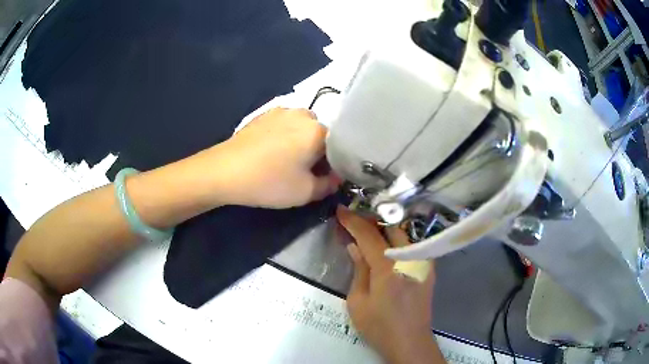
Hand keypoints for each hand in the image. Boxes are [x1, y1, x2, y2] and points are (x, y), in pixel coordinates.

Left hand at [204, 108, 339, 207]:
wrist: (224, 171)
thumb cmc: (269, 182)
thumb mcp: (306, 192)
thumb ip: (329, 185)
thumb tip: (336, 177)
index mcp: (318, 131)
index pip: (339, 147)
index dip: (334, 165)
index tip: (323, 178)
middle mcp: (303, 114)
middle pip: (320, 134)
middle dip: (318, 151)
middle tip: (303, 171)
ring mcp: (281, 111)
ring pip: (302, 128)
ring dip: (301, 142)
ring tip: (284, 160)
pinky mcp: (263, 114)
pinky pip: (284, 124)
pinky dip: (284, 136)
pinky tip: (269, 152)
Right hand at [337, 206, 444, 363]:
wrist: (409, 342)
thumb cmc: (379, 326)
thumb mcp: (358, 301)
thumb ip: (359, 269)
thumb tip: (355, 246)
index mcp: (389, 267)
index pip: (368, 234)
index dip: (353, 220)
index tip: (340, 210)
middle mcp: (410, 258)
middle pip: (390, 227)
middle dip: (371, 219)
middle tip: (354, 220)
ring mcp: (423, 262)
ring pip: (403, 234)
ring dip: (384, 227)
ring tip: (368, 230)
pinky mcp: (428, 269)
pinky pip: (411, 245)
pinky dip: (396, 240)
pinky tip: (386, 245)